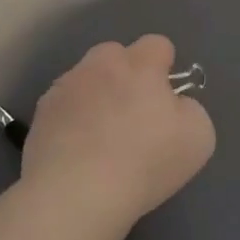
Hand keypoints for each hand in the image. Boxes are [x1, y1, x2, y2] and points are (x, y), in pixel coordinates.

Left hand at [21, 35, 214, 226]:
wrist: (77, 194)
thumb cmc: (147, 162)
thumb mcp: (198, 137)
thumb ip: (190, 110)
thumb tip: (174, 106)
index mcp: (140, 66)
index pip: (157, 45)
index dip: (165, 68)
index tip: (166, 98)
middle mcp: (99, 66)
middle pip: (115, 55)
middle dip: (126, 75)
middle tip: (134, 115)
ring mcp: (64, 89)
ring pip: (85, 80)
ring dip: (96, 97)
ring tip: (101, 139)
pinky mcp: (40, 117)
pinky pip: (63, 109)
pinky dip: (72, 122)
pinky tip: (79, 154)